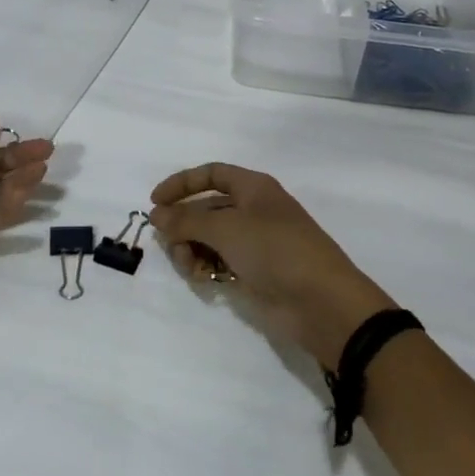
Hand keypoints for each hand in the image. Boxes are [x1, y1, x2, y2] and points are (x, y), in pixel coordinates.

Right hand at [148, 163, 393, 369]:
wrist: (320, 301)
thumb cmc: (275, 250)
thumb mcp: (226, 228)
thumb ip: (186, 221)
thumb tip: (156, 215)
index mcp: (254, 188)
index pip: (211, 174)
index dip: (182, 184)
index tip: (154, 203)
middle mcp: (253, 210)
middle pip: (206, 210)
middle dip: (183, 226)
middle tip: (171, 245)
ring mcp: (254, 243)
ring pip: (208, 239)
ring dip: (192, 250)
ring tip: (191, 267)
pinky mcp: (253, 272)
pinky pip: (219, 262)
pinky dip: (206, 267)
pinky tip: (204, 279)